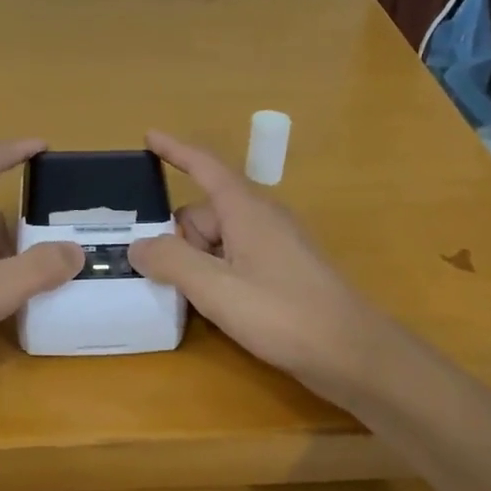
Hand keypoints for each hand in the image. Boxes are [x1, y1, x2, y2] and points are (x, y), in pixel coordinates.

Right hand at [127, 131, 409, 408]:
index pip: (205, 166)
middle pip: (205, 213)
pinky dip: (215, 276)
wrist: (352, 353)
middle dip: (178, 239)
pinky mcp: (283, 274)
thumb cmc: (283, 313)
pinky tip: (210, 308)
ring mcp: (275, 247)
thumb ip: (172, 262)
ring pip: (218, 241)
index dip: (175, 150)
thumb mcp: (216, 288)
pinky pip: (236, 261)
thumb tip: (139, 245)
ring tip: (181, 298)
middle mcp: (262, 220)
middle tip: (159, 277)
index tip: (148, 136)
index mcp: (246, 210)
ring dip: (195, 263)